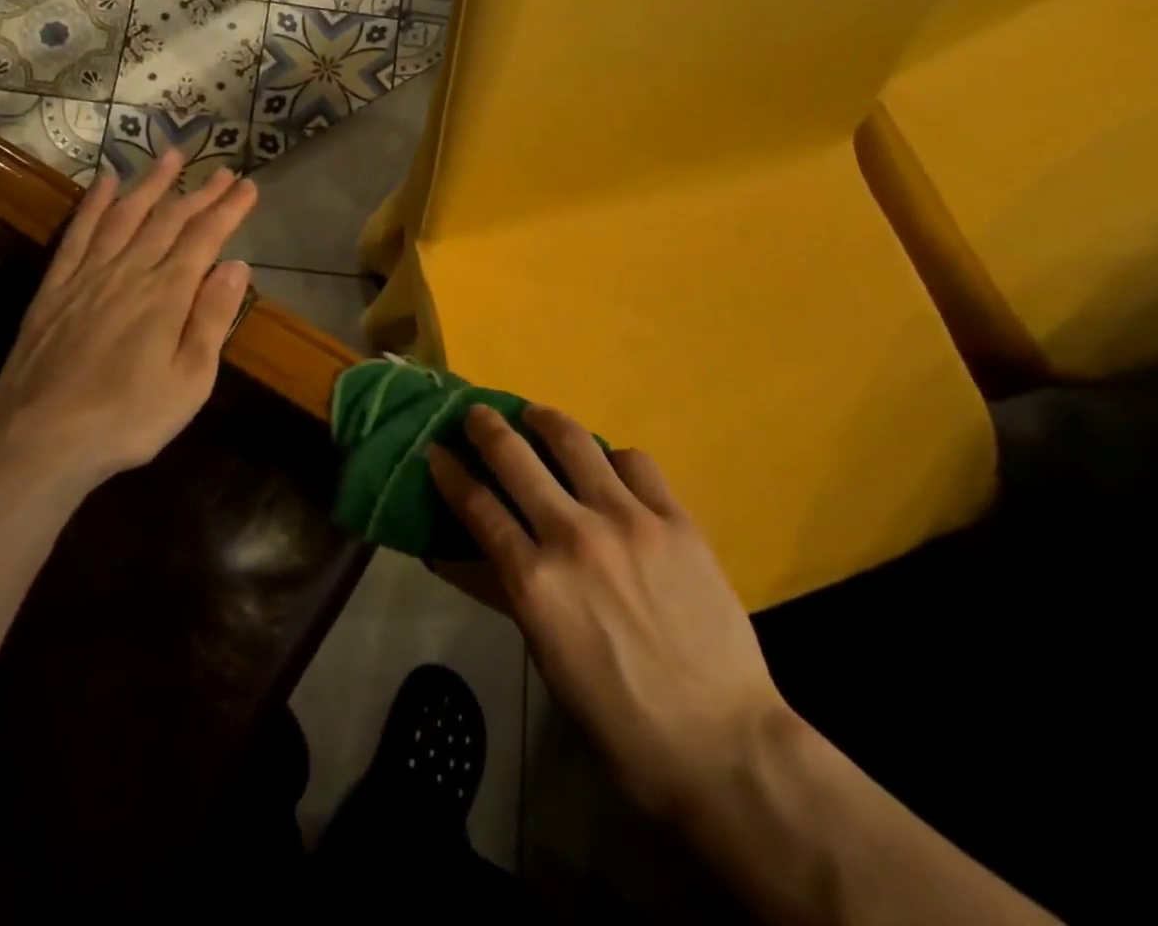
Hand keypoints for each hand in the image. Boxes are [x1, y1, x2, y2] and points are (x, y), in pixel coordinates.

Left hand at [0, 152, 255, 496]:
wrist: (42, 440)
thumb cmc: (130, 418)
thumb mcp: (190, 380)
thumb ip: (212, 318)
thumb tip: (237, 266)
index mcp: (166, 295)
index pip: (204, 239)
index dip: (228, 210)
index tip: (248, 186)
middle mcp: (129, 272)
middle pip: (169, 220)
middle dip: (199, 192)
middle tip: (222, 170)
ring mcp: (88, 276)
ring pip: (125, 215)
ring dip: (150, 183)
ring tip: (171, 156)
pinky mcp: (55, 288)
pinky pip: (78, 233)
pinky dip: (94, 204)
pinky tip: (104, 183)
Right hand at [429, 406, 785, 821]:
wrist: (720, 743)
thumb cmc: (617, 716)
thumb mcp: (544, 655)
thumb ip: (503, 592)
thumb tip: (454, 555)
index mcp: (534, 580)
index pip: (477, 505)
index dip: (450, 471)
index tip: (436, 451)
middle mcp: (573, 535)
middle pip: (515, 457)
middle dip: (485, 428)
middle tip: (477, 414)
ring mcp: (628, 520)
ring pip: (574, 441)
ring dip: (544, 420)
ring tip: (535, 414)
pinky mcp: (675, 519)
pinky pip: (635, 462)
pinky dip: (612, 457)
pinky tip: (609, 466)